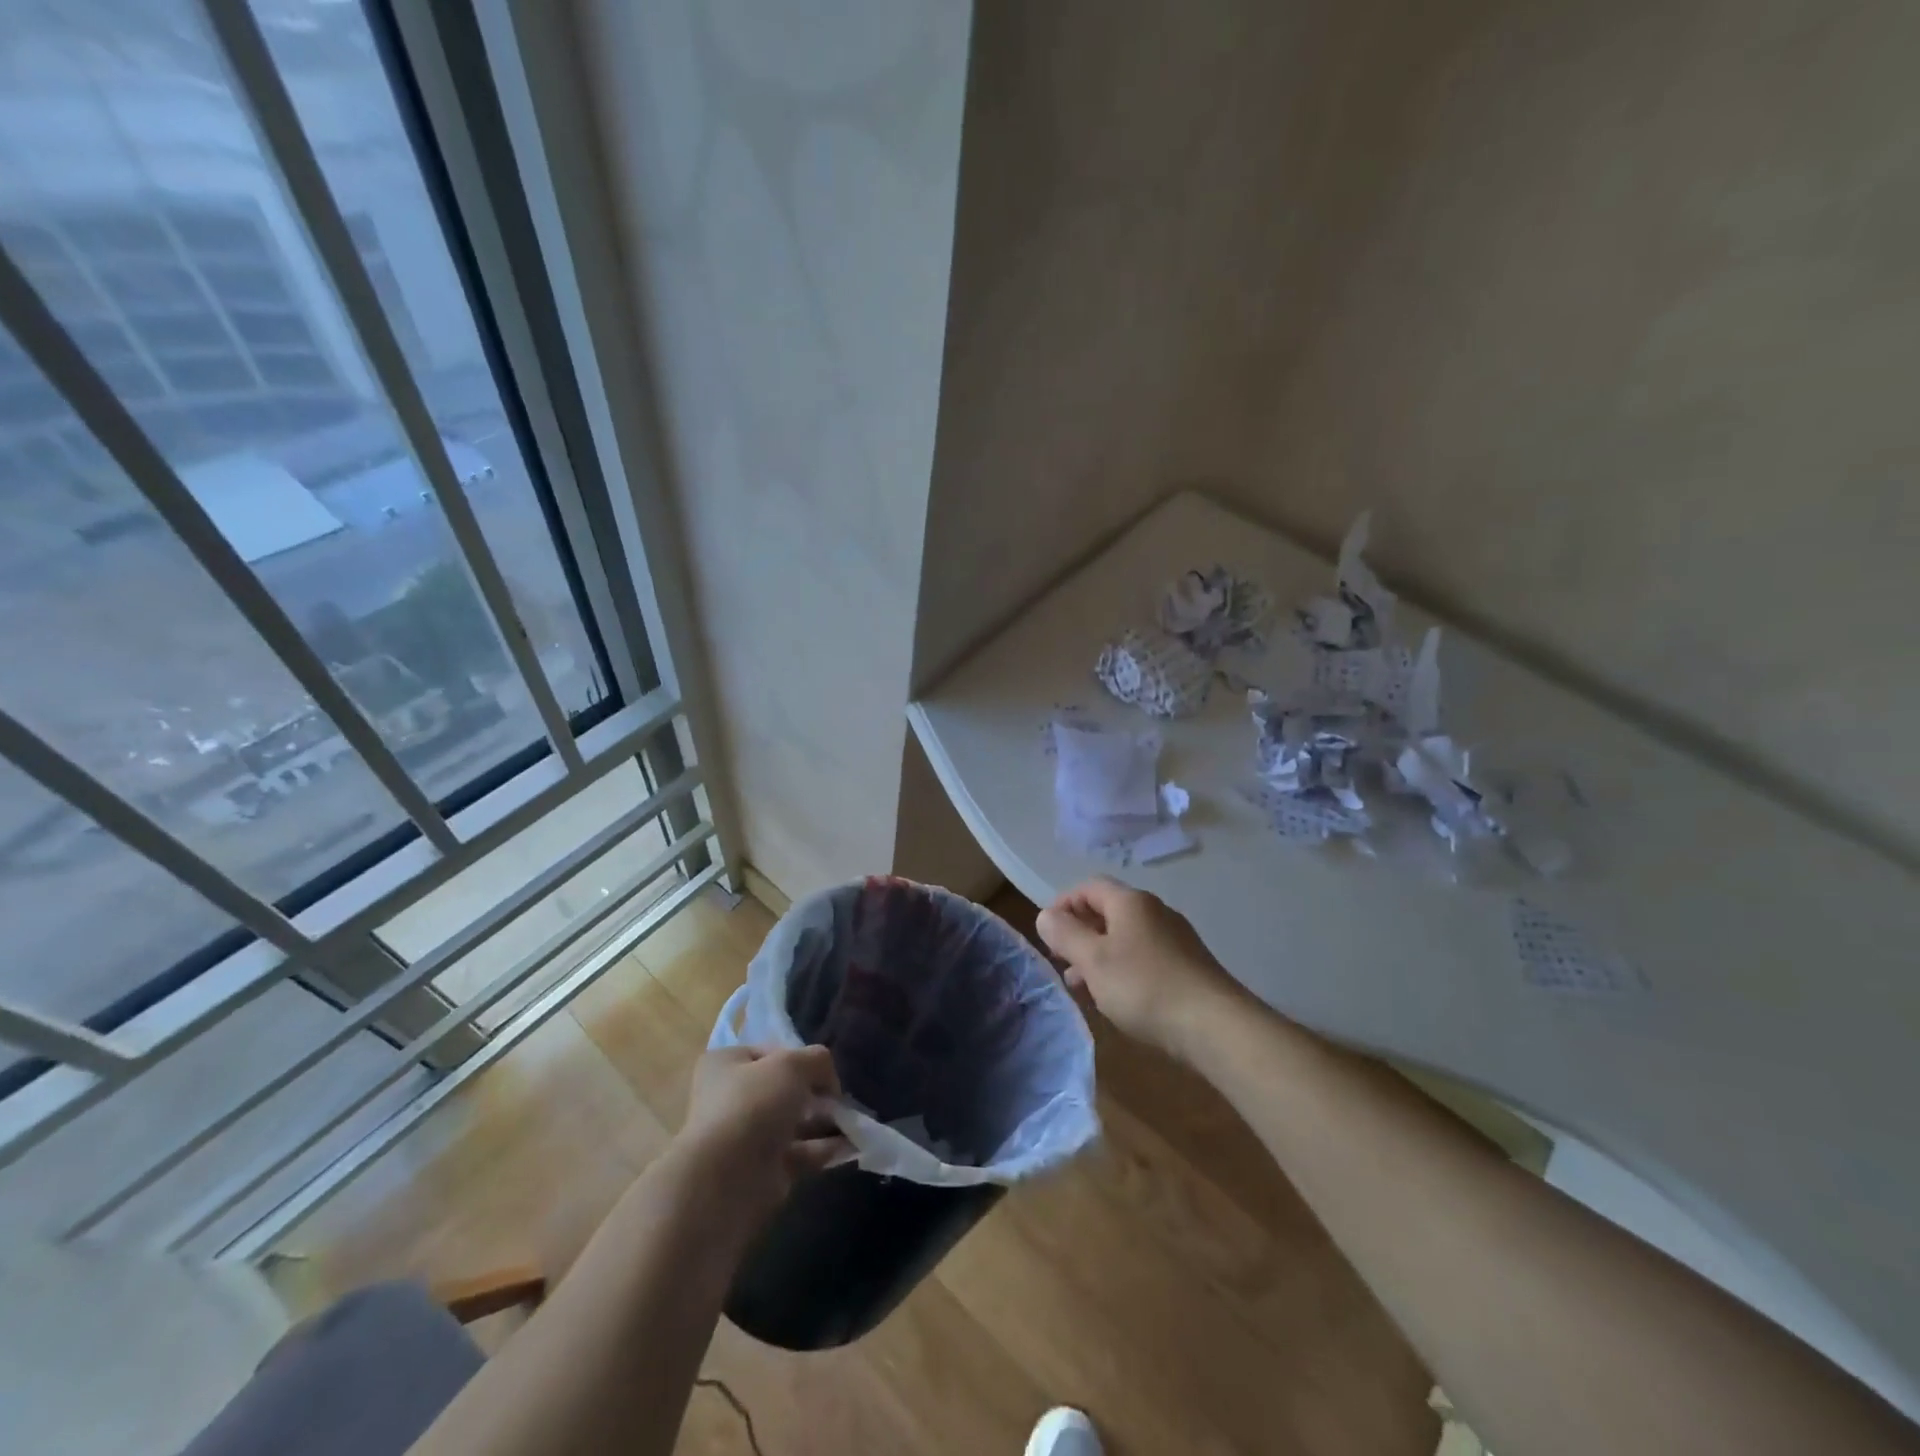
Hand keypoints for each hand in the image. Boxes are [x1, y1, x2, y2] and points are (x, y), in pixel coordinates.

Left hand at [672, 1045, 847, 1236]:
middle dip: (816, 1093)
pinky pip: (799, 1153)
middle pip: (783, 1089)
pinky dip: (823, 1148)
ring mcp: (746, 1137)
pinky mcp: (762, 1171)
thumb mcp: (792, 1064)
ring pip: (793, 1123)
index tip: (824, 1071)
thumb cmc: (753, 1105)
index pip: (771, 1053)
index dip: (800, 1058)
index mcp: (726, 1064)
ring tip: (854, 1121)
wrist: (727, 1180)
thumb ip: (817, 1060)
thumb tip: (828, 1078)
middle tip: (841, 1099)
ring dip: (824, 1121)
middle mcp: (731, 1099)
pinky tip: (851, 1145)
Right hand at [1036, 876, 1243, 1057]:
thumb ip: (1066, 935)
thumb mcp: (1094, 961)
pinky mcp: (1187, 966)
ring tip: (1082, 988)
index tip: (1047, 934)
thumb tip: (1045, 915)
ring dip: (1098, 956)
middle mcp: (1155, 912)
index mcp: (1131, 902)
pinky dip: (1122, 970)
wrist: (1216, 1026)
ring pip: (1125, 938)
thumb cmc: (1145, 987)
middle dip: (1079, 934)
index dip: (1063, 904)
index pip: (1088, 886)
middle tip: (1061, 963)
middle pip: (1107, 911)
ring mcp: (1175, 939)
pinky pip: (1143, 958)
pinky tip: (1117, 999)